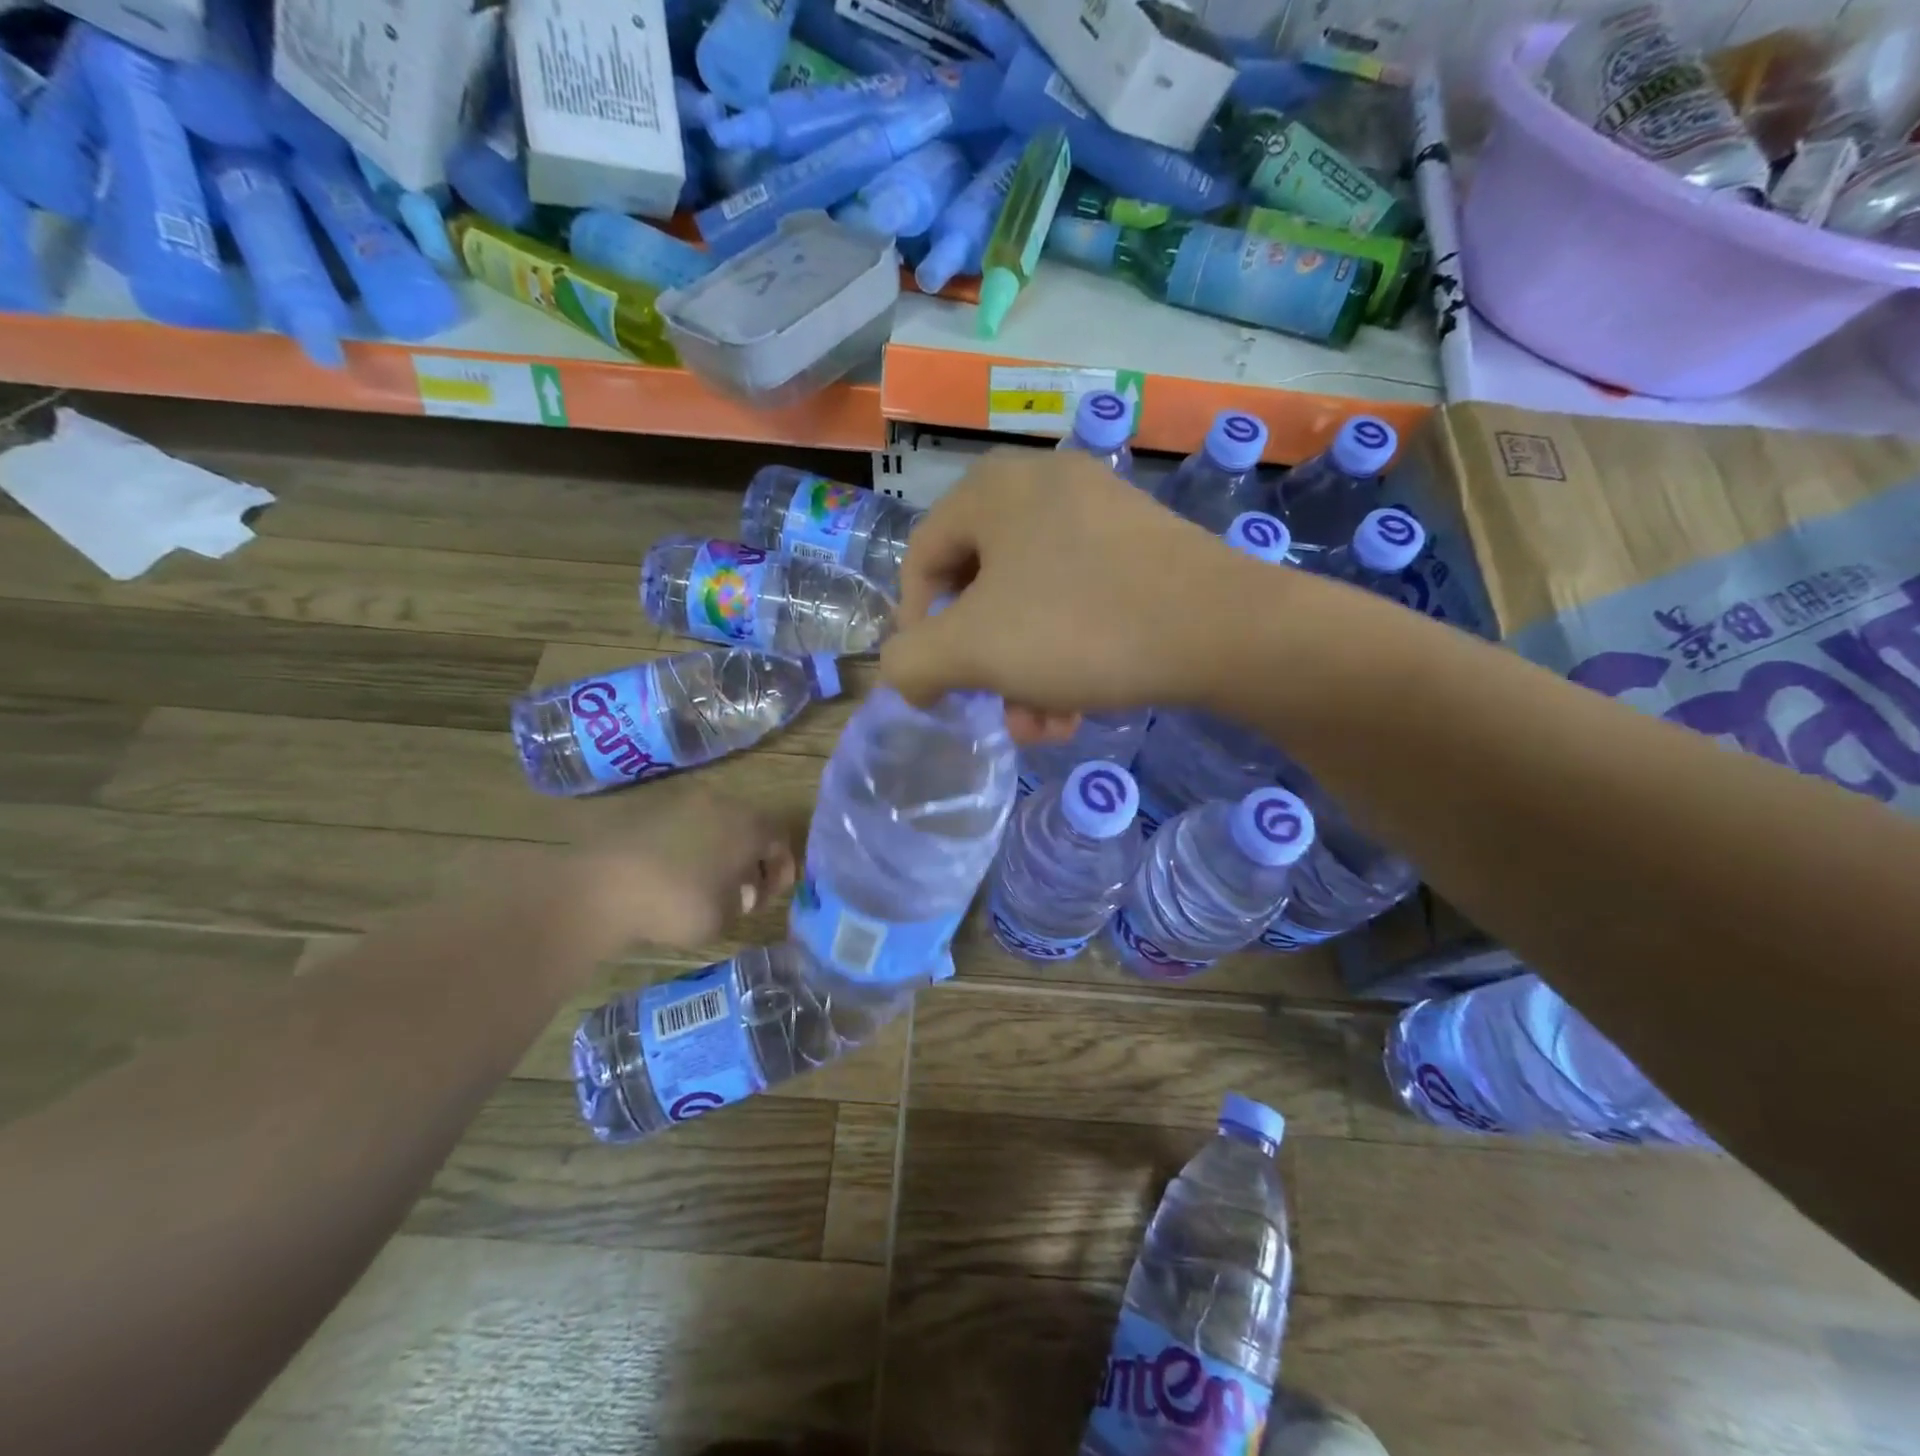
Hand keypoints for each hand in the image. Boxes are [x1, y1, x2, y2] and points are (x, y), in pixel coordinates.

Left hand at [565, 784, 796, 952]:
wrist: (601, 888)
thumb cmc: (677, 903)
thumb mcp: (725, 918)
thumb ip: (743, 902)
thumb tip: (740, 892)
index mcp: (749, 825)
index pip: (780, 839)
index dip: (782, 868)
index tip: (772, 895)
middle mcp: (722, 804)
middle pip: (750, 827)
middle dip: (751, 859)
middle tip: (744, 891)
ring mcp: (682, 802)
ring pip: (716, 825)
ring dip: (720, 852)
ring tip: (708, 884)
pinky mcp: (649, 810)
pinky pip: (684, 827)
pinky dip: (689, 847)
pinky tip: (676, 875)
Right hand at [879, 449, 1239, 737]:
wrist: (1224, 629)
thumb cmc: (1080, 628)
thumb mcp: (972, 651)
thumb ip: (910, 663)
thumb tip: (905, 675)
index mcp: (992, 490)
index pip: (922, 561)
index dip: (918, 631)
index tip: (939, 685)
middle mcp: (1041, 486)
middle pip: (980, 590)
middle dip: (984, 668)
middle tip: (998, 713)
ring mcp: (1098, 512)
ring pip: (1031, 606)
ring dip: (1025, 675)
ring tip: (1044, 728)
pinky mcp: (1141, 547)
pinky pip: (1077, 602)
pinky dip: (1066, 656)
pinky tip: (1079, 708)